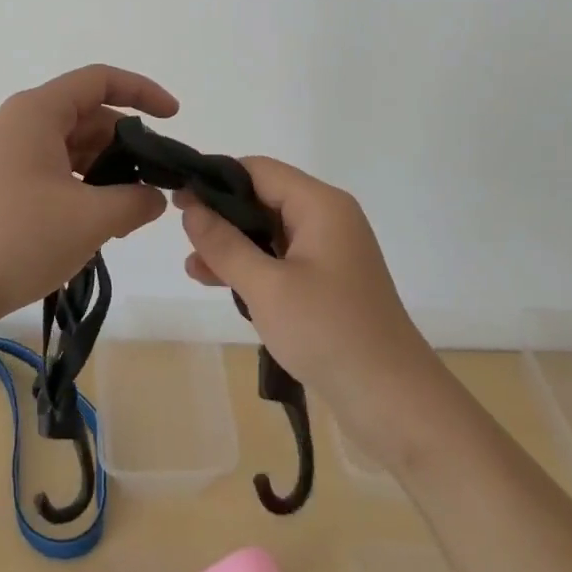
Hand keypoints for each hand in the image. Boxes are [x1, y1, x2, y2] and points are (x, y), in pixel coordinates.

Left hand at [0, 64, 179, 331]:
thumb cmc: (16, 238)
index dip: (142, 91)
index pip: (99, 80)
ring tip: (129, 214)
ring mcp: (3, 153)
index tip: (174, 118)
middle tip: (156, 185)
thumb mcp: (90, 219)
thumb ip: (136, 201)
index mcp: (36, 112)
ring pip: (69, 147)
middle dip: (125, 146)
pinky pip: (50, 170)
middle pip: (85, 116)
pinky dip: (79, 187)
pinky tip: (97, 224)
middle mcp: (17, 122)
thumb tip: (155, 196)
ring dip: (104, 172)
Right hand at [175, 158, 436, 443]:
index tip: (178, 198)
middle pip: (263, 198)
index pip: (259, 170)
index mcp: (320, 205)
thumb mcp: (266, 287)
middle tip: (181, 234)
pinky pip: (281, 260)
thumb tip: (190, 207)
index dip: (216, 179)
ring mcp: (329, 251)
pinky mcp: (327, 282)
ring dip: (232, 245)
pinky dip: (252, 267)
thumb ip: (224, 244)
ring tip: (192, 265)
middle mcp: (327, 218)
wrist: (393, 402)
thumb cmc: (329, 332)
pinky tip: (217, 282)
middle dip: (221, 215)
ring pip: (269, 232)